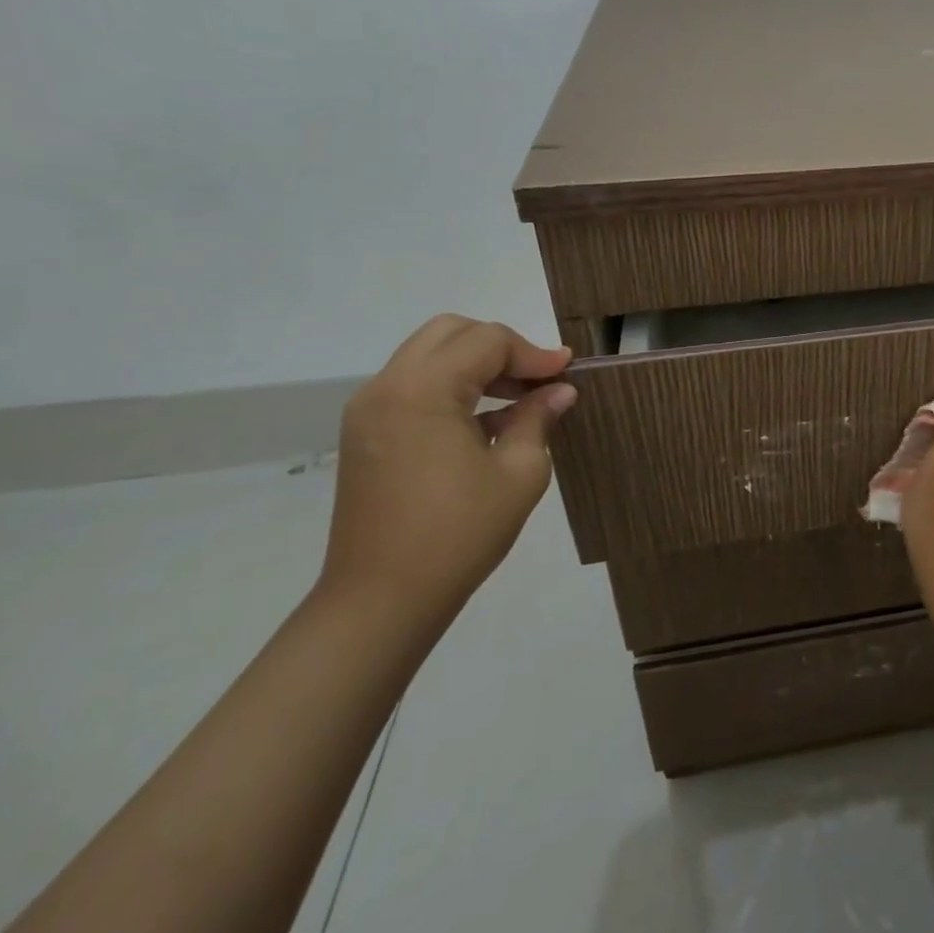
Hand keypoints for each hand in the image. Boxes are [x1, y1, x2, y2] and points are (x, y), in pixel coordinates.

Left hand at [320, 315, 576, 630]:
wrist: (381, 599)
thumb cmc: (458, 533)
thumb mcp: (519, 472)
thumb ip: (538, 419)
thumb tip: (560, 391)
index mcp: (422, 391)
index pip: (487, 341)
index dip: (533, 352)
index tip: (567, 372)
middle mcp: (387, 387)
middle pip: (451, 333)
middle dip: (501, 346)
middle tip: (538, 378)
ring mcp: (369, 410)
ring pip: (429, 355)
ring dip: (476, 365)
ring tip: (519, 397)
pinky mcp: (366, 434)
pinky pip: (414, 386)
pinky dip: (453, 387)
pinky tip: (487, 421)